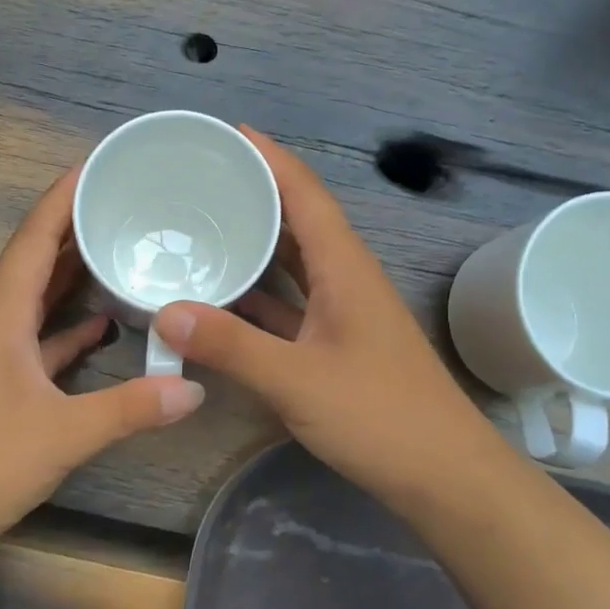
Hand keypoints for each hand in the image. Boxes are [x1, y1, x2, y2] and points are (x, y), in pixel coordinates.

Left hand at [0, 167, 203, 554]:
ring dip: (72, 275)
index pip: (34, 238)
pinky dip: (69, 329)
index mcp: (1, 315)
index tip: (98, 164)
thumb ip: (129, 409)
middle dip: (75, 227)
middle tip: (124, 202)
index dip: (63, 196)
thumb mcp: (62, 433)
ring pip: (37, 300)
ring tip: (118, 251)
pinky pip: (39, 341)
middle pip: (36, 260)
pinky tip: (101, 328)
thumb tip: (194, 389)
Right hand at [153, 128, 498, 506]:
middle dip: (255, 195)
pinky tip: (223, 302)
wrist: (443, 475)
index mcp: (345, 268)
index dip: (270, 158)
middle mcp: (345, 279)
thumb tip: (166, 312)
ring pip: (294, 265)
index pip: (305, 194)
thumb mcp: (297, 380)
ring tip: (203, 230)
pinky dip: (259, 297)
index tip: (228, 134)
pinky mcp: (337, 346)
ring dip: (256, 246)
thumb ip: (231, 346)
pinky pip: (291, 305)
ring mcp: (343, 314)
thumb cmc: (379, 416)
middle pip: (298, 221)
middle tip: (199, 181)